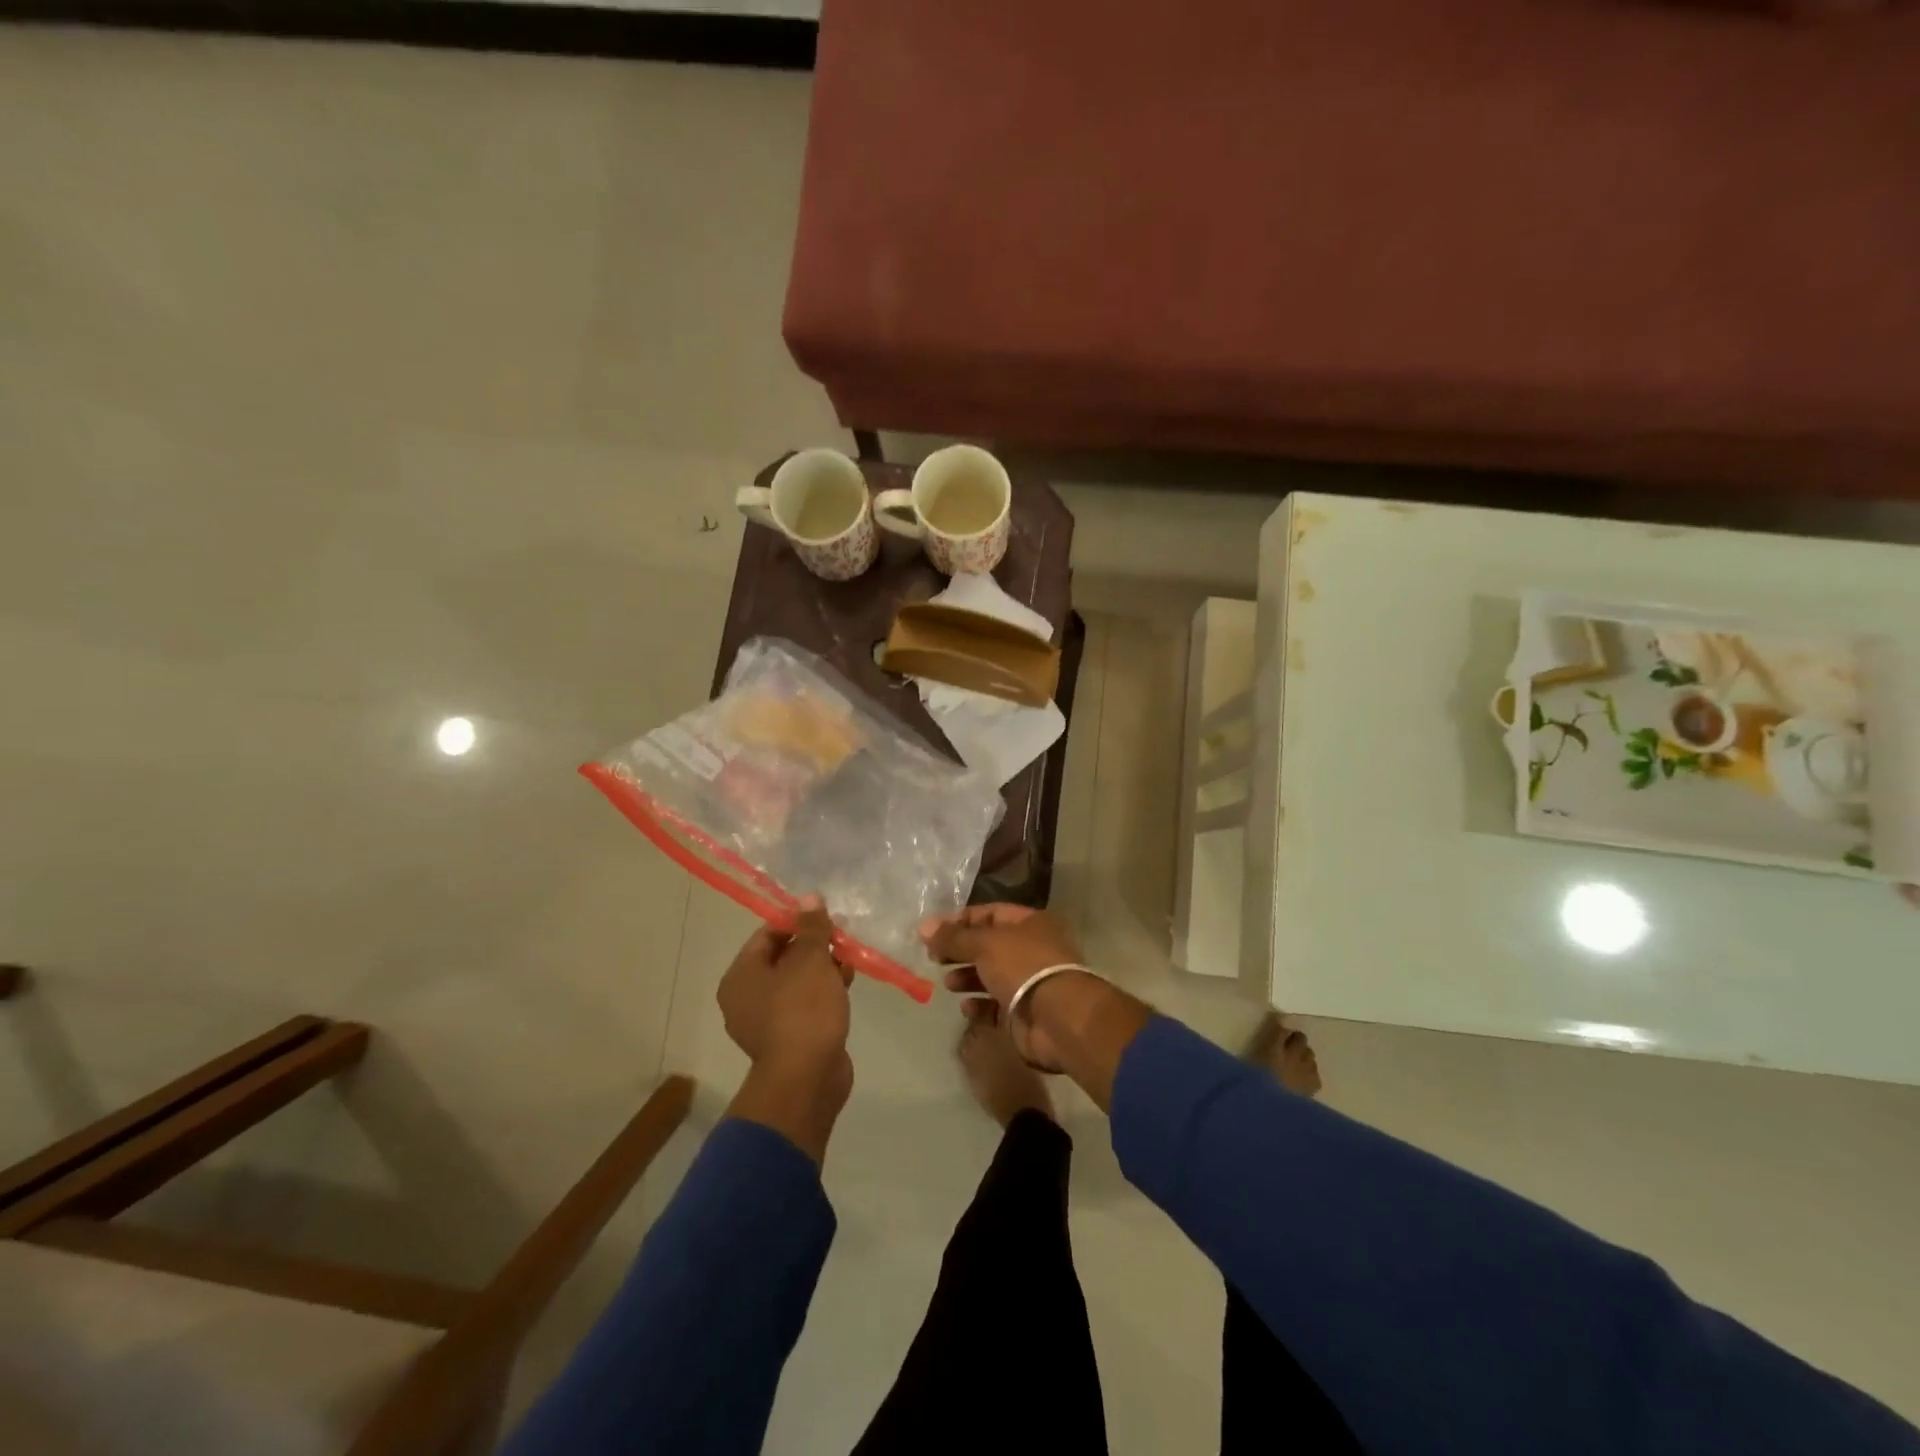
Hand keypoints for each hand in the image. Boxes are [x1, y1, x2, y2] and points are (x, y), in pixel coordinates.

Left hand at [719, 900, 855, 1165]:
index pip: (766, 934)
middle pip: (782, 957)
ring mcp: (766, 1021)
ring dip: (822, 969)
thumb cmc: (803, 1011)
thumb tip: (809, 898)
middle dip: (814, 946)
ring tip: (849, 963)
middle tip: (841, 939)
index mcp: (741, 976)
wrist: (807, 1080)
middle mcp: (746, 998)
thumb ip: (811, 927)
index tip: (825, 917)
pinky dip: (823, 993)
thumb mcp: (810, 960)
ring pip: (796, 982)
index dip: (797, 921)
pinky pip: (804, 1005)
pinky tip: (847, 986)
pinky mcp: (789, 1039)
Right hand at [921, 905, 1086, 1071]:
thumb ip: (953, 937)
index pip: (989, 914)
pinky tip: (966, 1006)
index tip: (932, 931)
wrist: (1057, 1018)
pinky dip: (979, 1005)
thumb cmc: (1023, 967)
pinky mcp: (1023, 1013)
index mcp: (1030, 924)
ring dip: (967, 977)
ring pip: (991, 976)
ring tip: (949, 983)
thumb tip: (924, 926)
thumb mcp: (984, 944)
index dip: (960, 920)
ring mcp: (1028, 983)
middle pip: (988, 945)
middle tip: (934, 958)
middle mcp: (1031, 950)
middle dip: (960, 951)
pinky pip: (995, 1006)